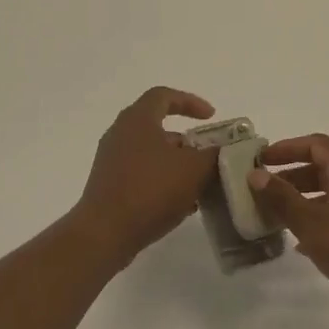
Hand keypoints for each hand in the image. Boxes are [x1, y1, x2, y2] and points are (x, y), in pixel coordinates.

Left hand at [71, 87, 218, 262]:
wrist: (106, 233)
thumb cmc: (151, 190)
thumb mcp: (194, 170)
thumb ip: (213, 154)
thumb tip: (222, 149)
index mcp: (138, 119)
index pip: (164, 95)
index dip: (190, 101)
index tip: (211, 117)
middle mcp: (120, 133)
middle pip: (157, 125)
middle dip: (186, 139)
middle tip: (206, 153)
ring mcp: (111, 160)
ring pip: (150, 152)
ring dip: (176, 163)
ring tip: (198, 183)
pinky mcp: (108, 185)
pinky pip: (141, 173)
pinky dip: (162, 180)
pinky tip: (180, 203)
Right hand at [247, 134, 328, 314]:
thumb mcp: (313, 224)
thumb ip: (282, 198)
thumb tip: (256, 174)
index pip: (314, 144)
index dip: (286, 148)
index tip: (261, 160)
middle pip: (324, 166)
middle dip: (292, 177)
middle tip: (265, 191)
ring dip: (306, 199)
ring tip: (281, 218)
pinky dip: (324, 216)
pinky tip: (308, 242)